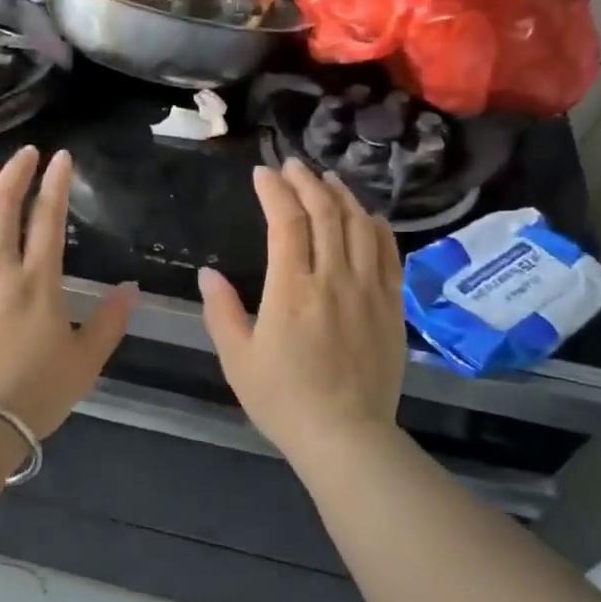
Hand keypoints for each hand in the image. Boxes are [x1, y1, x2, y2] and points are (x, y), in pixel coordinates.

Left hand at [0, 145, 135, 438]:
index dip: (55, 182)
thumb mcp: (85, 362)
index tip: (60, 158)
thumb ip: (110, 322)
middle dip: (15, 171)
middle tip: (24, 154)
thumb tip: (131, 289)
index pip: (48, 217)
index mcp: (38, 281)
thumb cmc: (34, 394)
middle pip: (1, 205)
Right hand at [198, 160, 404, 458]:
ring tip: (326, 180)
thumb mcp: (237, 359)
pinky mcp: (392, 304)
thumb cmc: (283, 399)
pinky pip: (389, 252)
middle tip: (292, 166)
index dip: (274, 191)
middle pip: (326, 213)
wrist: (345, 435)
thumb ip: (221, 311)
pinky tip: (367, 215)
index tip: (262, 174)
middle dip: (306, 182)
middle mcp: (334, 279)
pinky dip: (376, 226)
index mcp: (292, 290)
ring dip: (341, 196)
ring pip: (360, 225)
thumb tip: (209, 274)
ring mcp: (369, 289)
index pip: (286, 222)